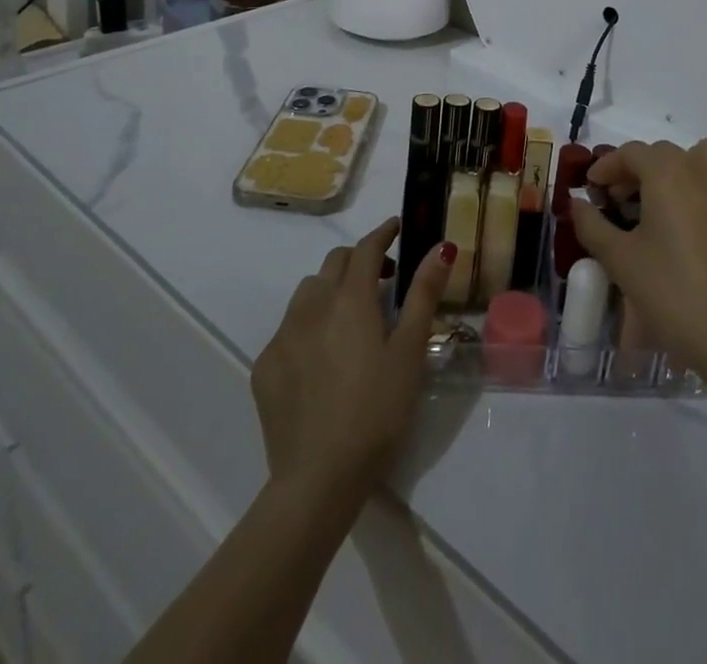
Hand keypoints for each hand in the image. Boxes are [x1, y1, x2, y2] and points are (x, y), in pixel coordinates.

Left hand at [251, 218, 453, 499]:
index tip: (397, 227)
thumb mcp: (410, 352)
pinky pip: (288, 329)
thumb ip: (423, 294)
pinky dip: (308, 326)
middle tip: (382, 280)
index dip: (383, 233)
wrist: (318, 479)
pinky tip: (321, 359)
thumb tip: (441, 247)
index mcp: (350, 300)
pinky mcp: (265, 367)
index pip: (366, 248)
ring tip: (349, 318)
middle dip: (357, 260)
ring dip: (330, 290)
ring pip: (307, 293)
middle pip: (334, 264)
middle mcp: (311, 307)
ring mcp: (283, 336)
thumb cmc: (377, 411)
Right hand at [574, 139, 706, 376]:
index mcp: (666, 172)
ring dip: (681, 165)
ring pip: (703, 155)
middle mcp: (701, 167)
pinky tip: (704, 208)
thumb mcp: (620, 259)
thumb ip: (592, 224)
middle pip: (663, 153)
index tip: (593, 189)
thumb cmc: (671, 291)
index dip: (607, 167)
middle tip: (621, 201)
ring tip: (667, 197)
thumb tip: (576, 203)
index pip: (630, 153)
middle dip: (637, 170)